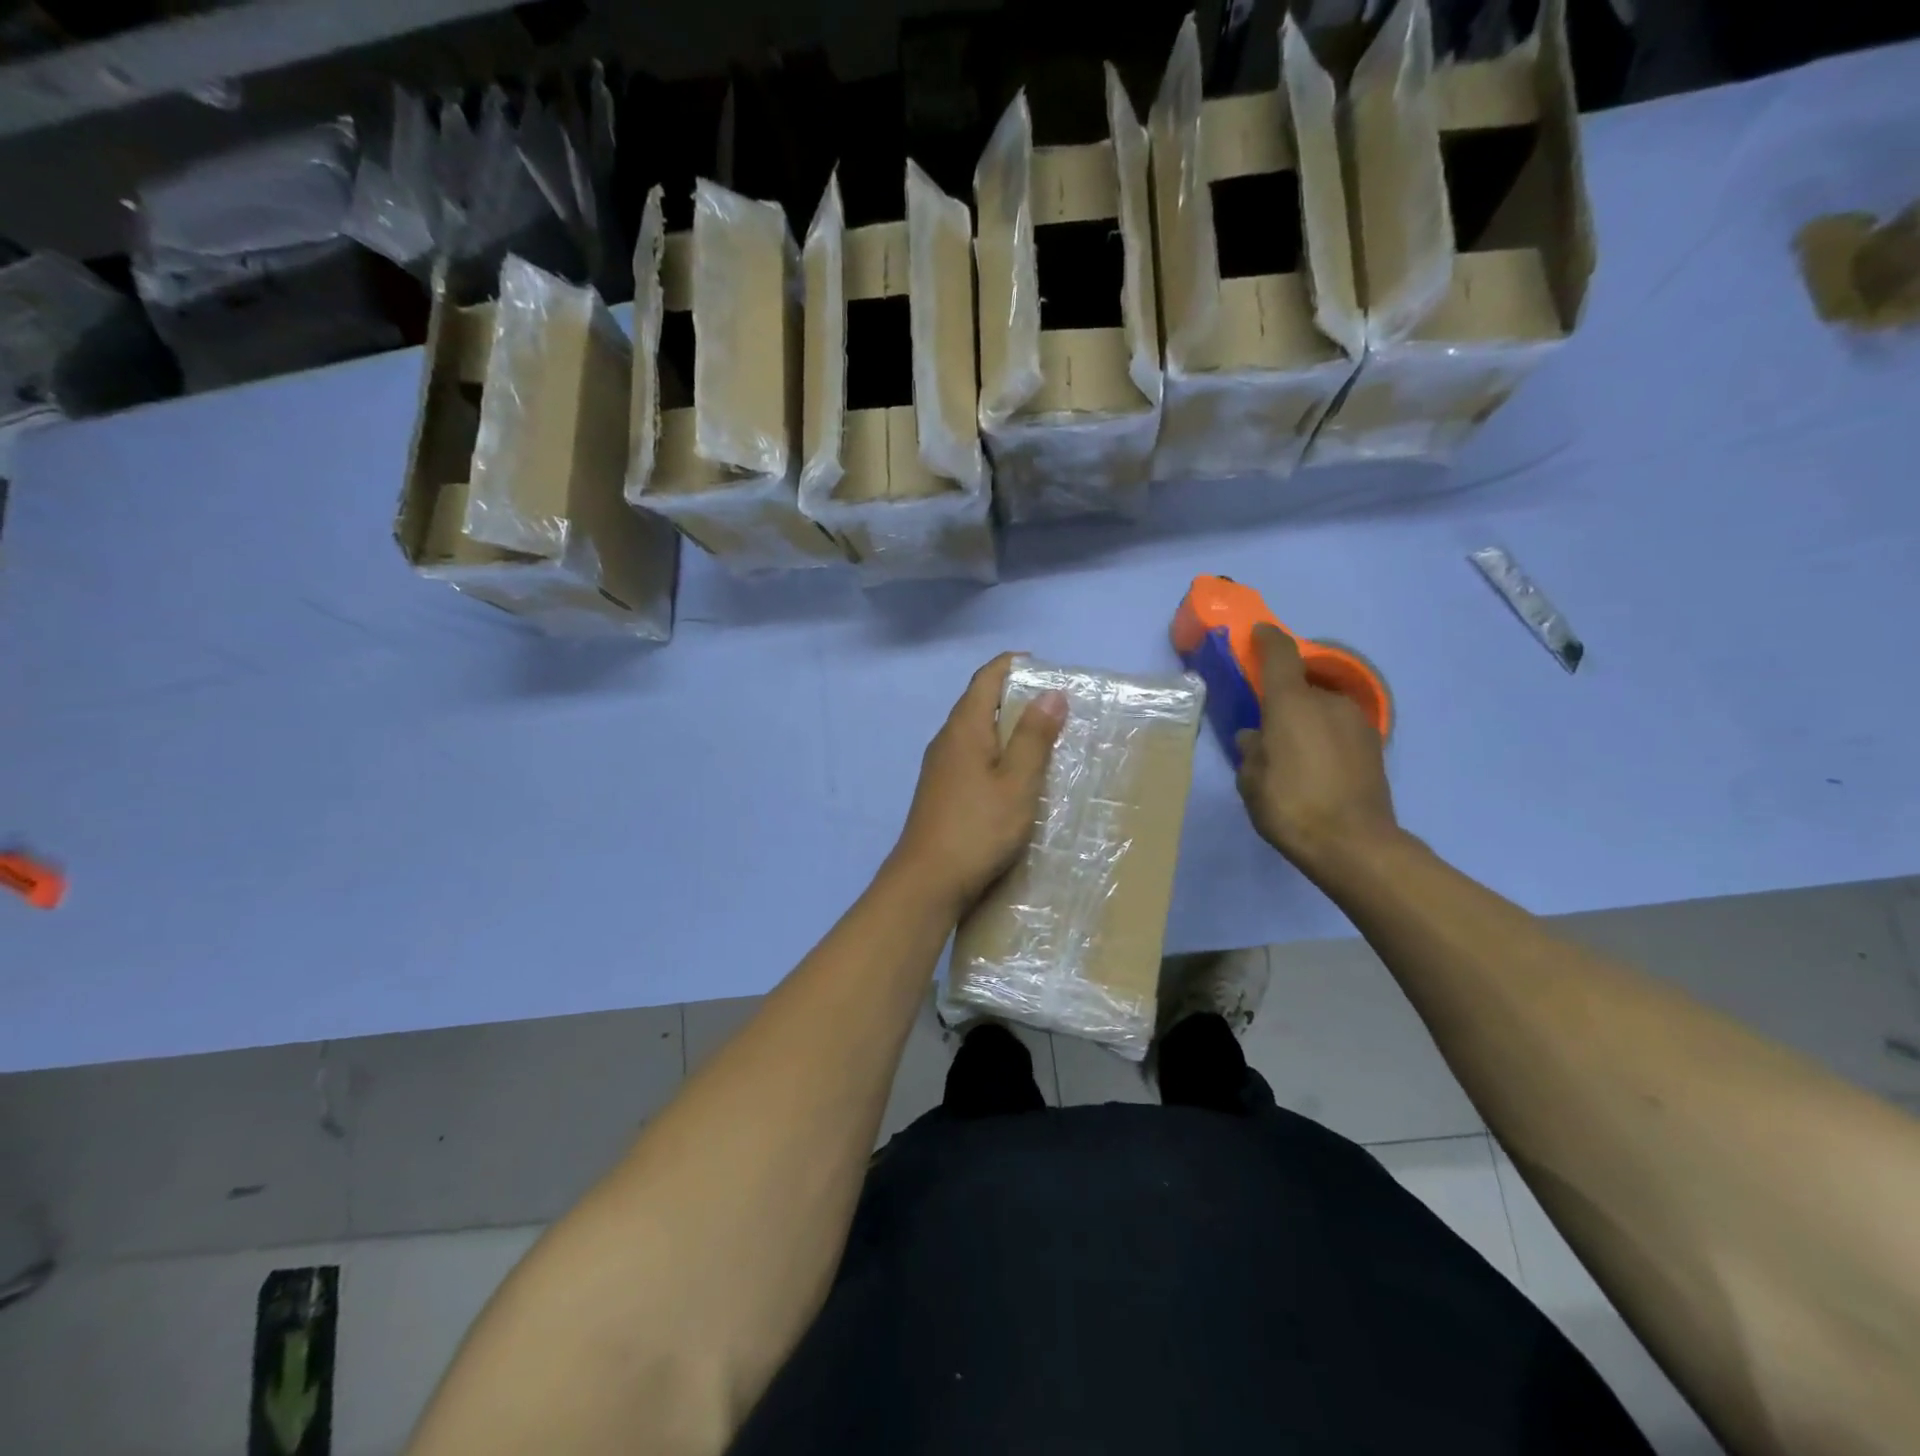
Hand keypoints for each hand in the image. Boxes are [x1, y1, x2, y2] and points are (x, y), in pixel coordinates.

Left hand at [887, 653, 1067, 915]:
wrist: (927, 881)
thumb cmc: (977, 828)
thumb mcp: (1017, 782)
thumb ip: (1034, 737)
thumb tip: (1051, 692)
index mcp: (964, 728)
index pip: (986, 679)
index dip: (1012, 665)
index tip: (1044, 666)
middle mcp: (946, 740)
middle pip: (979, 703)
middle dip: (1014, 696)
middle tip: (1055, 706)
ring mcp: (939, 767)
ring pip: (975, 732)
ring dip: (1006, 727)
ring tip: (1042, 738)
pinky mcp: (940, 791)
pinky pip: (971, 756)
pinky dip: (995, 753)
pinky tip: (1013, 775)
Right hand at [1236, 625, 1399, 878]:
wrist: (1355, 845)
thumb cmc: (1291, 807)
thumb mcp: (1252, 782)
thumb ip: (1251, 752)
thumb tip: (1257, 738)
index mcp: (1292, 703)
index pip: (1280, 654)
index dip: (1267, 639)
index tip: (1257, 634)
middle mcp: (1328, 702)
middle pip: (1302, 687)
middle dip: (1284, 700)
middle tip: (1268, 727)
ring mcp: (1357, 722)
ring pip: (1322, 709)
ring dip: (1307, 721)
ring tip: (1293, 754)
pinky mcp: (1374, 746)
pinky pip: (1339, 730)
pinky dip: (1325, 738)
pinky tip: (1317, 768)